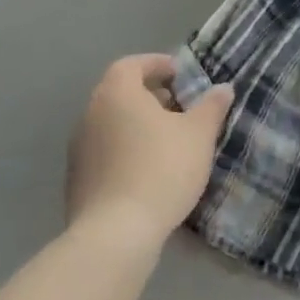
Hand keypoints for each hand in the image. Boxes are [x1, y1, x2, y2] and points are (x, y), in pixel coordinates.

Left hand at [65, 54, 233, 242]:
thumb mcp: (199, 134)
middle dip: (150, 95)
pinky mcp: (77, 181)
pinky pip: (105, 152)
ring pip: (112, 123)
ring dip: (137, 124)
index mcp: (117, 93)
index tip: (180, 75)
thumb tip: (223, 89)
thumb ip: (212, 106)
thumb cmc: (161, 169)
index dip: (157, 65)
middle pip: (120, 93)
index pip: (132, 64)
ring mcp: (79, 149)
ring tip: (168, 140)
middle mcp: (91, 114)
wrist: (115, 235)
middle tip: (179, 107)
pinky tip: (149, 170)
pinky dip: (126, 150)